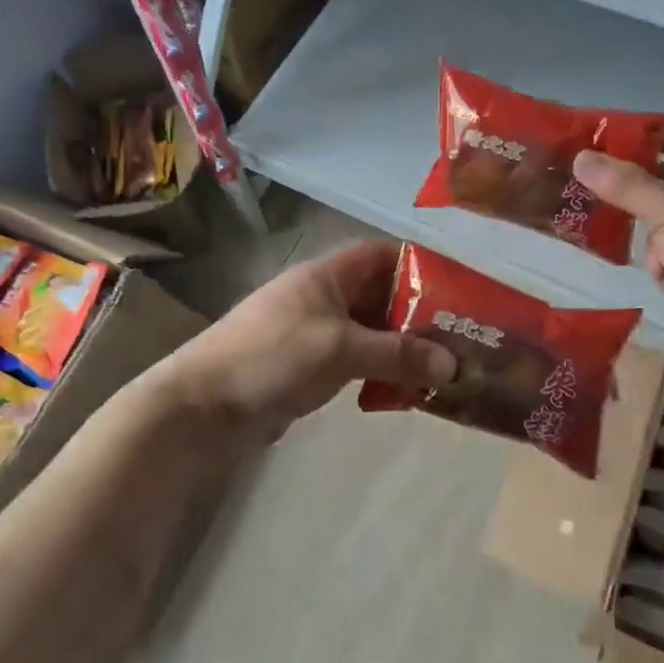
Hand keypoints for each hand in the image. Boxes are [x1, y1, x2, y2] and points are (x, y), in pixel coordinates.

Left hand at [165, 240, 456, 449]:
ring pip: (370, 332)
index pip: (381, 255)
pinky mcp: (307, 366)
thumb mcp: (341, 349)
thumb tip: (454, 365)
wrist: (203, 406)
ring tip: (440, 370)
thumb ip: (398, 354)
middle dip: (417, 315)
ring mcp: (313, 333)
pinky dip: (378, 372)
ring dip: (401, 349)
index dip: (418, 266)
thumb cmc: (273, 357)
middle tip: (459, 339)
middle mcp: (322, 297)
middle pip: (380, 296)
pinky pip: (354, 361)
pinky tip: (402, 393)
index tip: (457, 290)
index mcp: (327, 275)